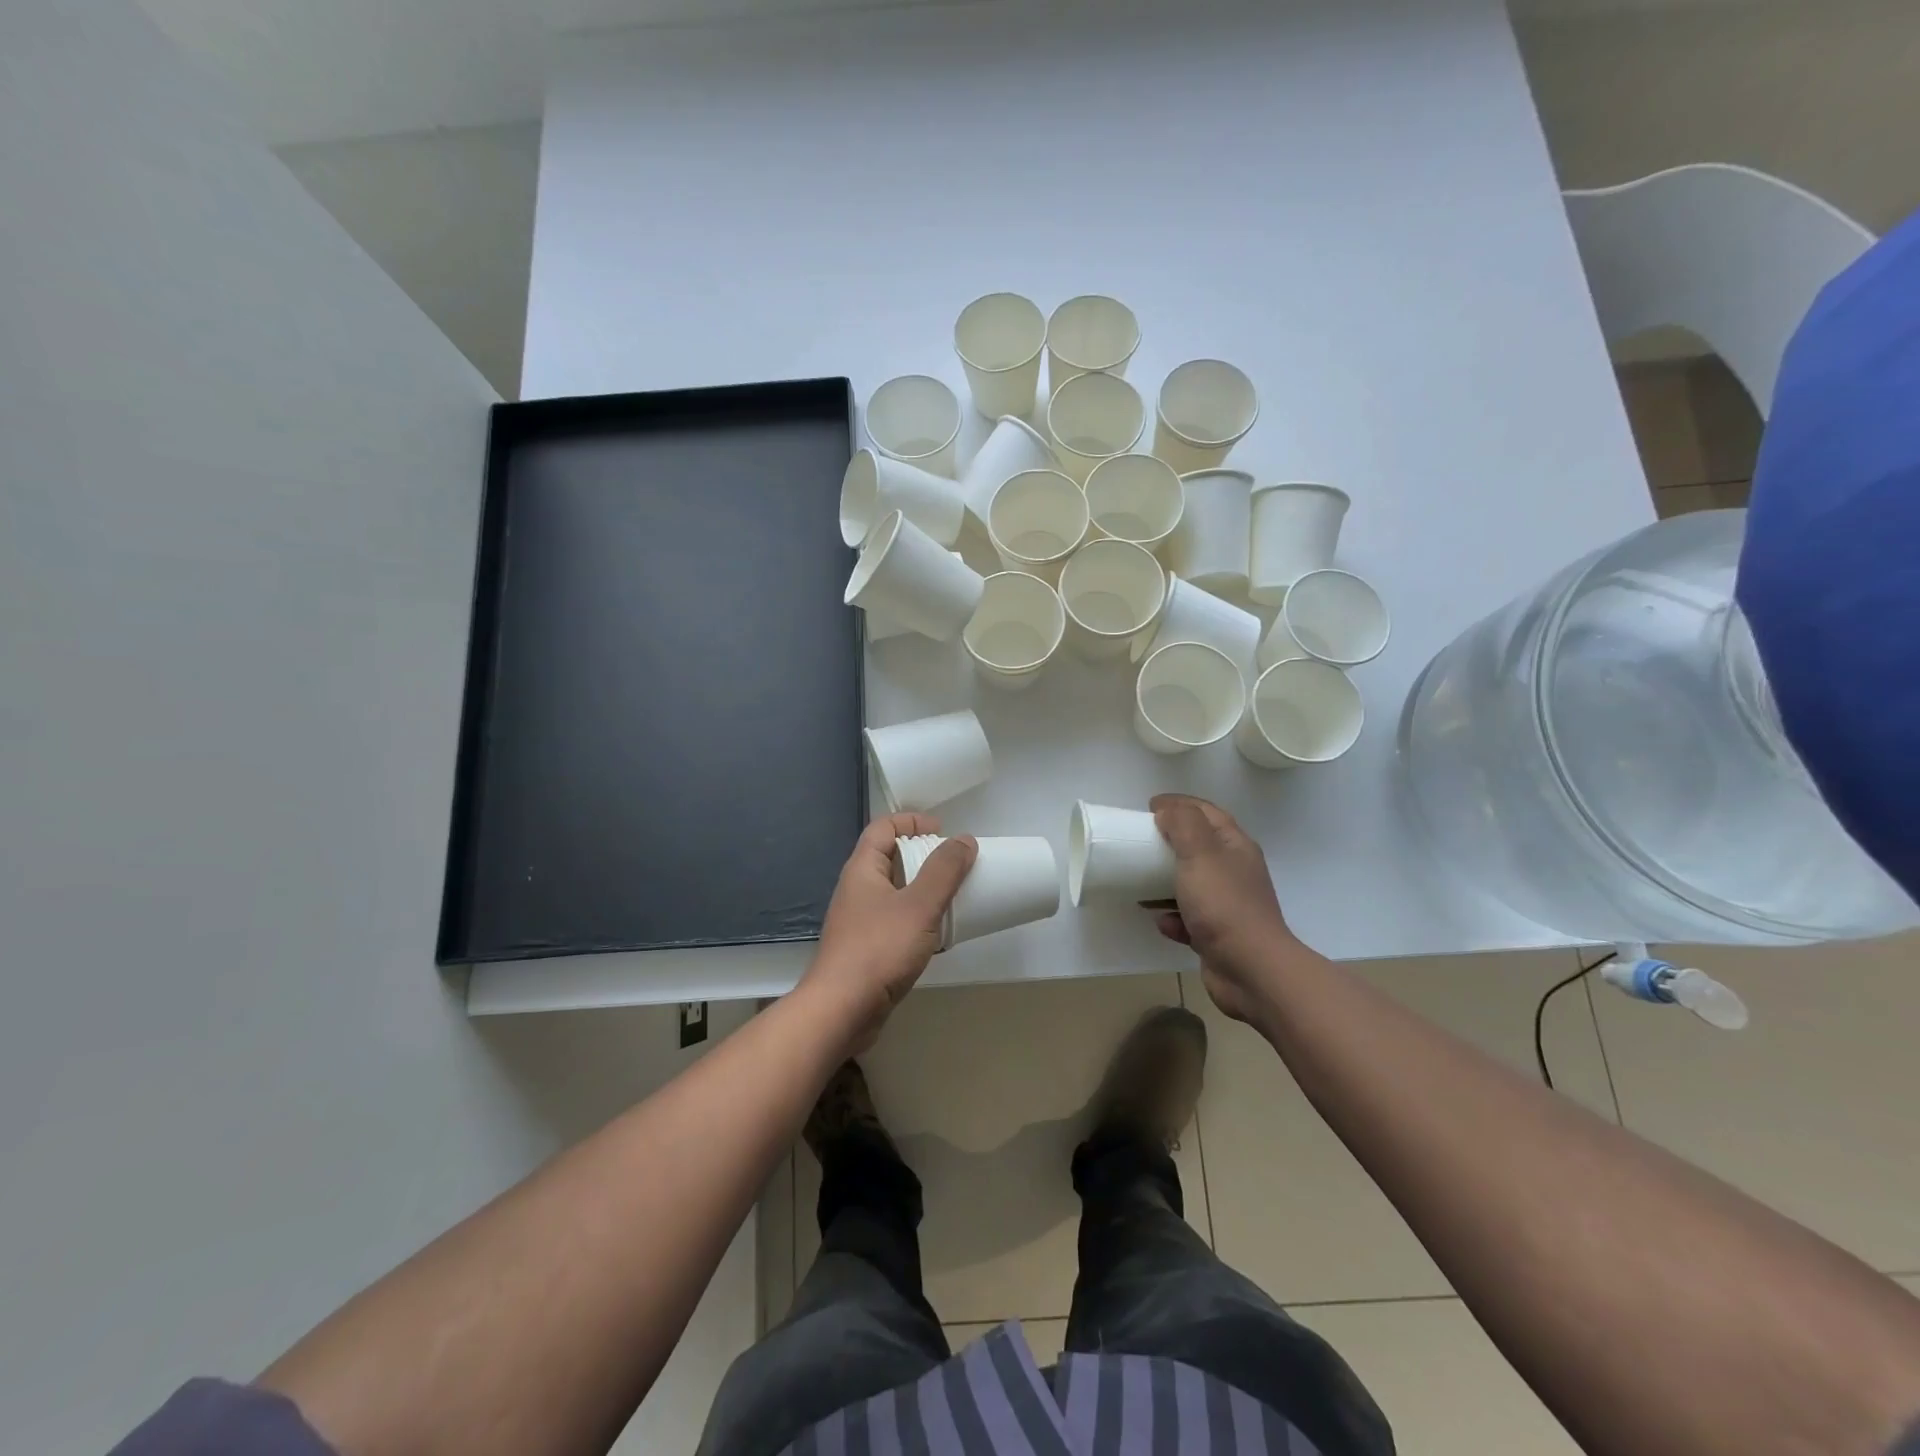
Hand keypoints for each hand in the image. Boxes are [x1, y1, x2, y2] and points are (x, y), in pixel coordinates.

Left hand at [803, 813, 976, 1051]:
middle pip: (889, 857)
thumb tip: (964, 840)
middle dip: (922, 855)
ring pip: (894, 891)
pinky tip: (936, 933)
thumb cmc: (879, 949)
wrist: (841, 1010)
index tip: (942, 831)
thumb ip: (944, 871)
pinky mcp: (866, 948)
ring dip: (922, 888)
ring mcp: (859, 920)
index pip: (882, 827)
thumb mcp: (919, 905)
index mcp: (862, 869)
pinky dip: (916, 917)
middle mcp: (856, 889)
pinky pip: (894, 919)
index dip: (911, 821)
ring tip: (952, 896)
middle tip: (954, 865)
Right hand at [1147, 794, 1296, 1022]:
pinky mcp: (1218, 935)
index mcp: (1235, 847)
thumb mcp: (1201, 853)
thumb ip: (1183, 824)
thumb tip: (1168, 810)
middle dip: (1169, 843)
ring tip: (1139, 883)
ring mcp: (1228, 905)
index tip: (1149, 806)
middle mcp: (1235, 872)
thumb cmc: (1224, 905)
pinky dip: (1173, 918)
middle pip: (1198, 847)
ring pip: (1191, 884)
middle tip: (1139, 842)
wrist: (1251, 970)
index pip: (1207, 812)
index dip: (1179, 804)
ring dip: (1164, 882)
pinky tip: (1162, 922)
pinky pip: (1189, 919)